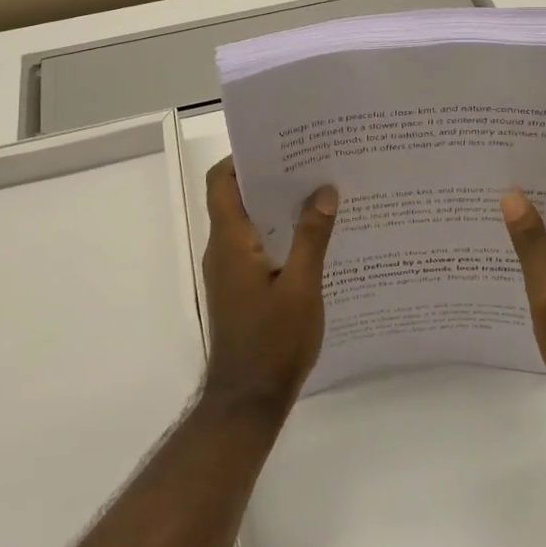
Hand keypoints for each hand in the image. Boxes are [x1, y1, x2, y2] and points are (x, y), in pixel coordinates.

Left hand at [200, 157, 336, 415]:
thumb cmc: (273, 342)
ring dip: (276, 206)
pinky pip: (256, 247)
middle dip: (270, 177)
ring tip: (318, 194)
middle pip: (236, 198)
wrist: (248, 401)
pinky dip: (278, 234)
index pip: (222, 182)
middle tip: (311, 163)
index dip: (243, 157)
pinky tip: (314, 238)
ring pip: (248, 223)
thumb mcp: (302, 288)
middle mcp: (223, 250)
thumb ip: (312, 237)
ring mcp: (229, 271)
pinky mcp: (240, 289)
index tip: (280, 145)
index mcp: (230, 242)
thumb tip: (323, 190)